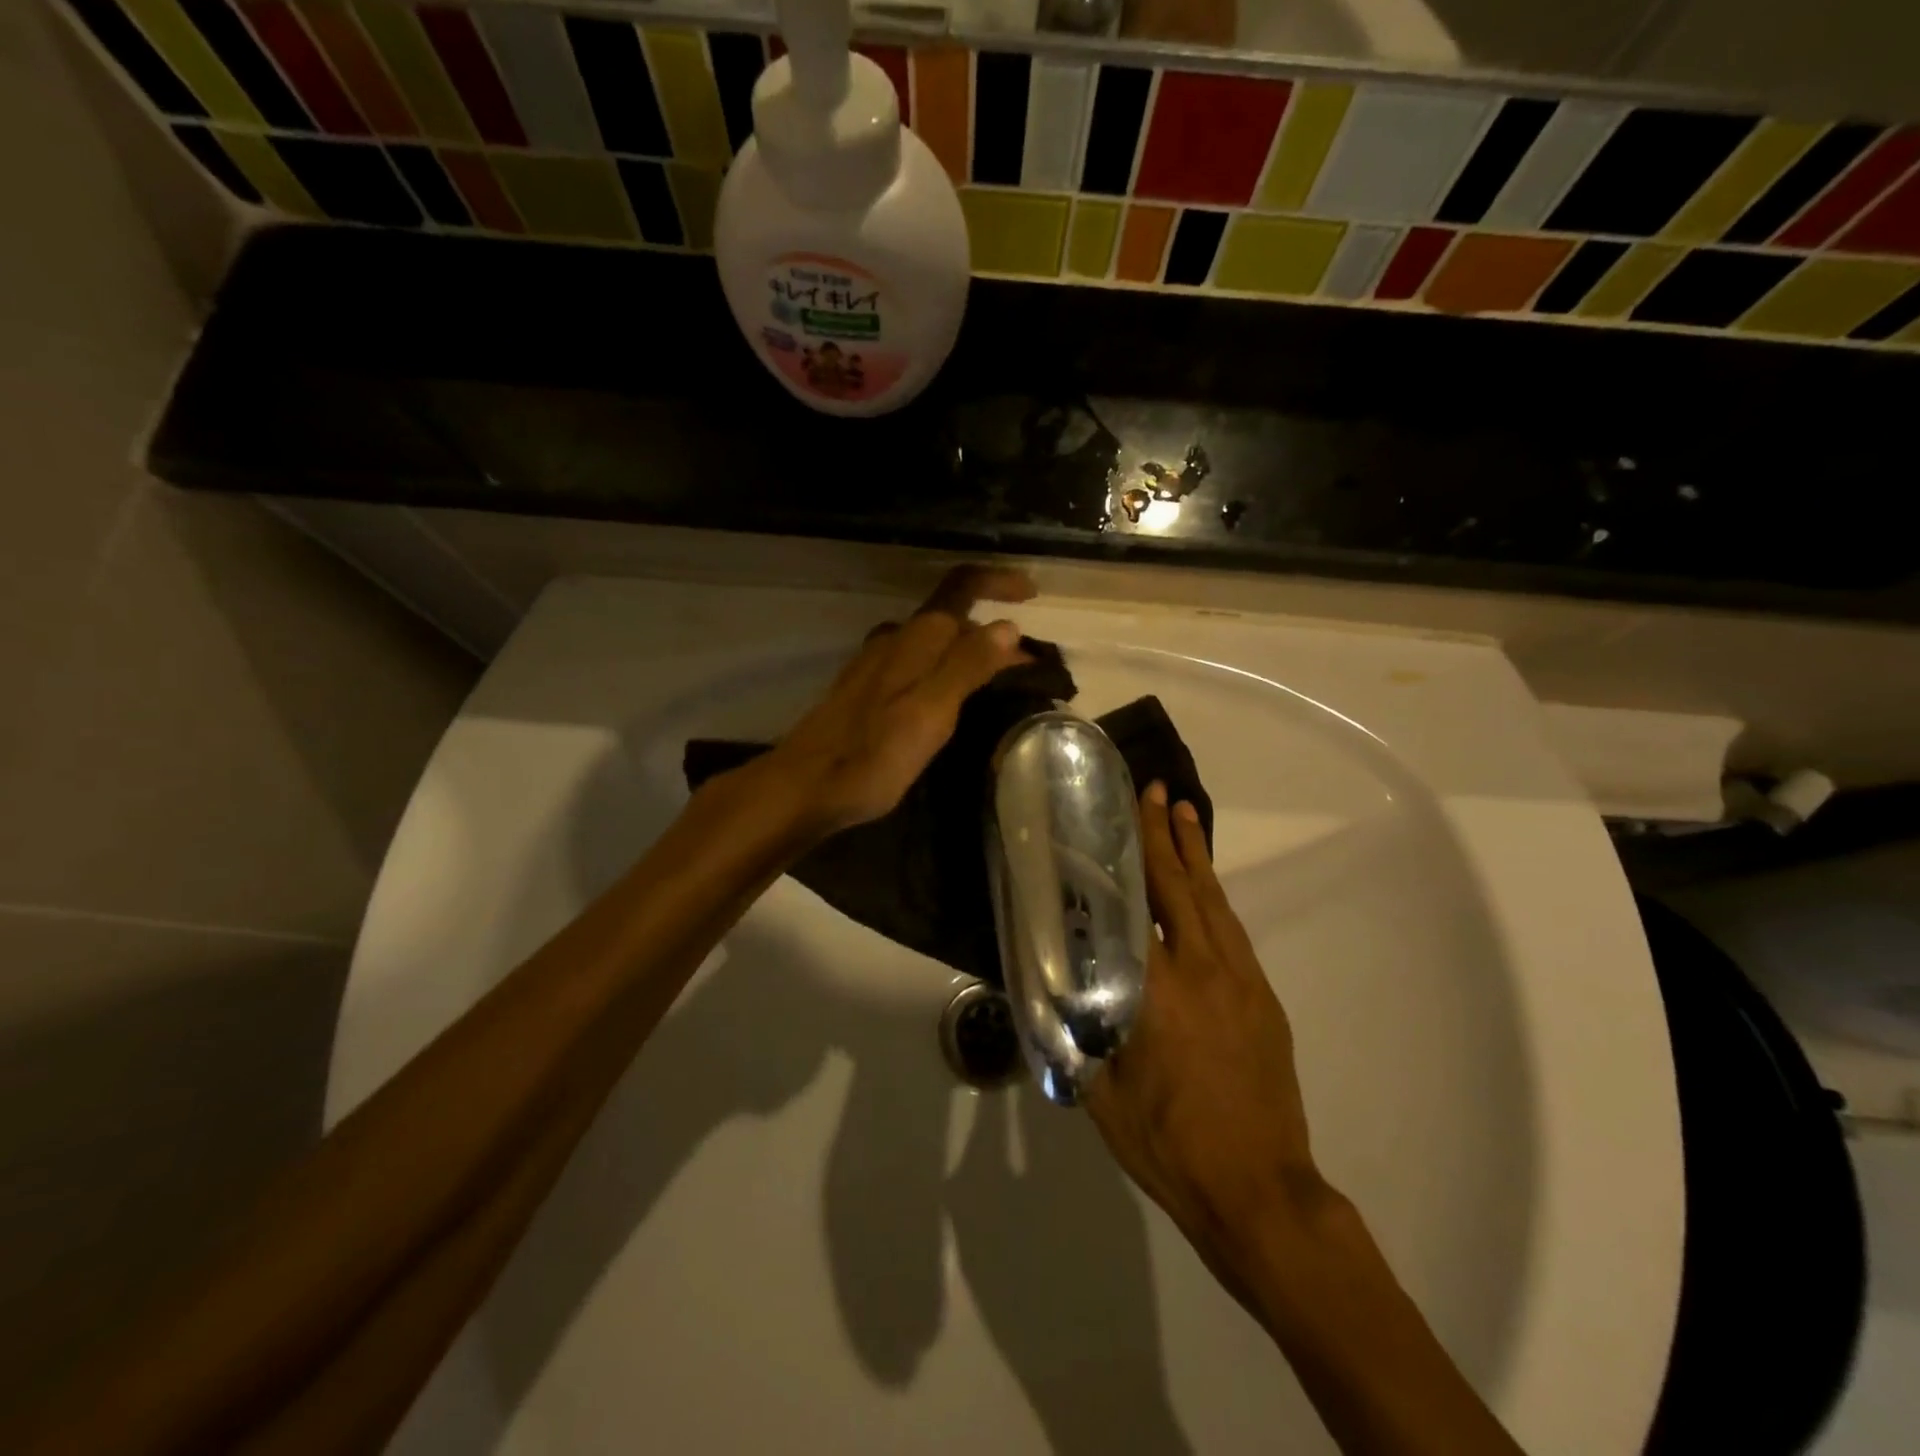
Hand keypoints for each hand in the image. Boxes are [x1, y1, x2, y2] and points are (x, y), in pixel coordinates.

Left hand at [761, 565, 1035, 835]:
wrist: (804, 787)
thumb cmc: (871, 755)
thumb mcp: (930, 713)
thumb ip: (967, 666)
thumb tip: (1007, 626)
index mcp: (914, 639)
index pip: (962, 587)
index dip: (999, 582)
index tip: (1033, 595)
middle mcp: (894, 640)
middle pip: (951, 617)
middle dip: (991, 630)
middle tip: (1027, 667)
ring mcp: (875, 665)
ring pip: (933, 643)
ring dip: (970, 652)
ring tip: (999, 683)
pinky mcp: (866, 691)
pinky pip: (917, 665)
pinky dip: (946, 671)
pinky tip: (952, 701)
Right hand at [1085, 783, 1328, 1278]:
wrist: (1260, 1191)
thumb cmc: (1169, 1145)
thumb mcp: (1100, 1094)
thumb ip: (1075, 1035)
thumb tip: (1048, 995)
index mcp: (1157, 990)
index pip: (1136, 904)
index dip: (1129, 854)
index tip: (1121, 812)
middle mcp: (1203, 971)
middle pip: (1181, 887)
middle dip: (1166, 834)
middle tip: (1156, 790)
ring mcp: (1240, 982)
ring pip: (1214, 902)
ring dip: (1196, 855)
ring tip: (1185, 814)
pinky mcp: (1262, 998)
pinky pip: (1233, 931)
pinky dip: (1215, 896)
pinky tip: (1204, 888)